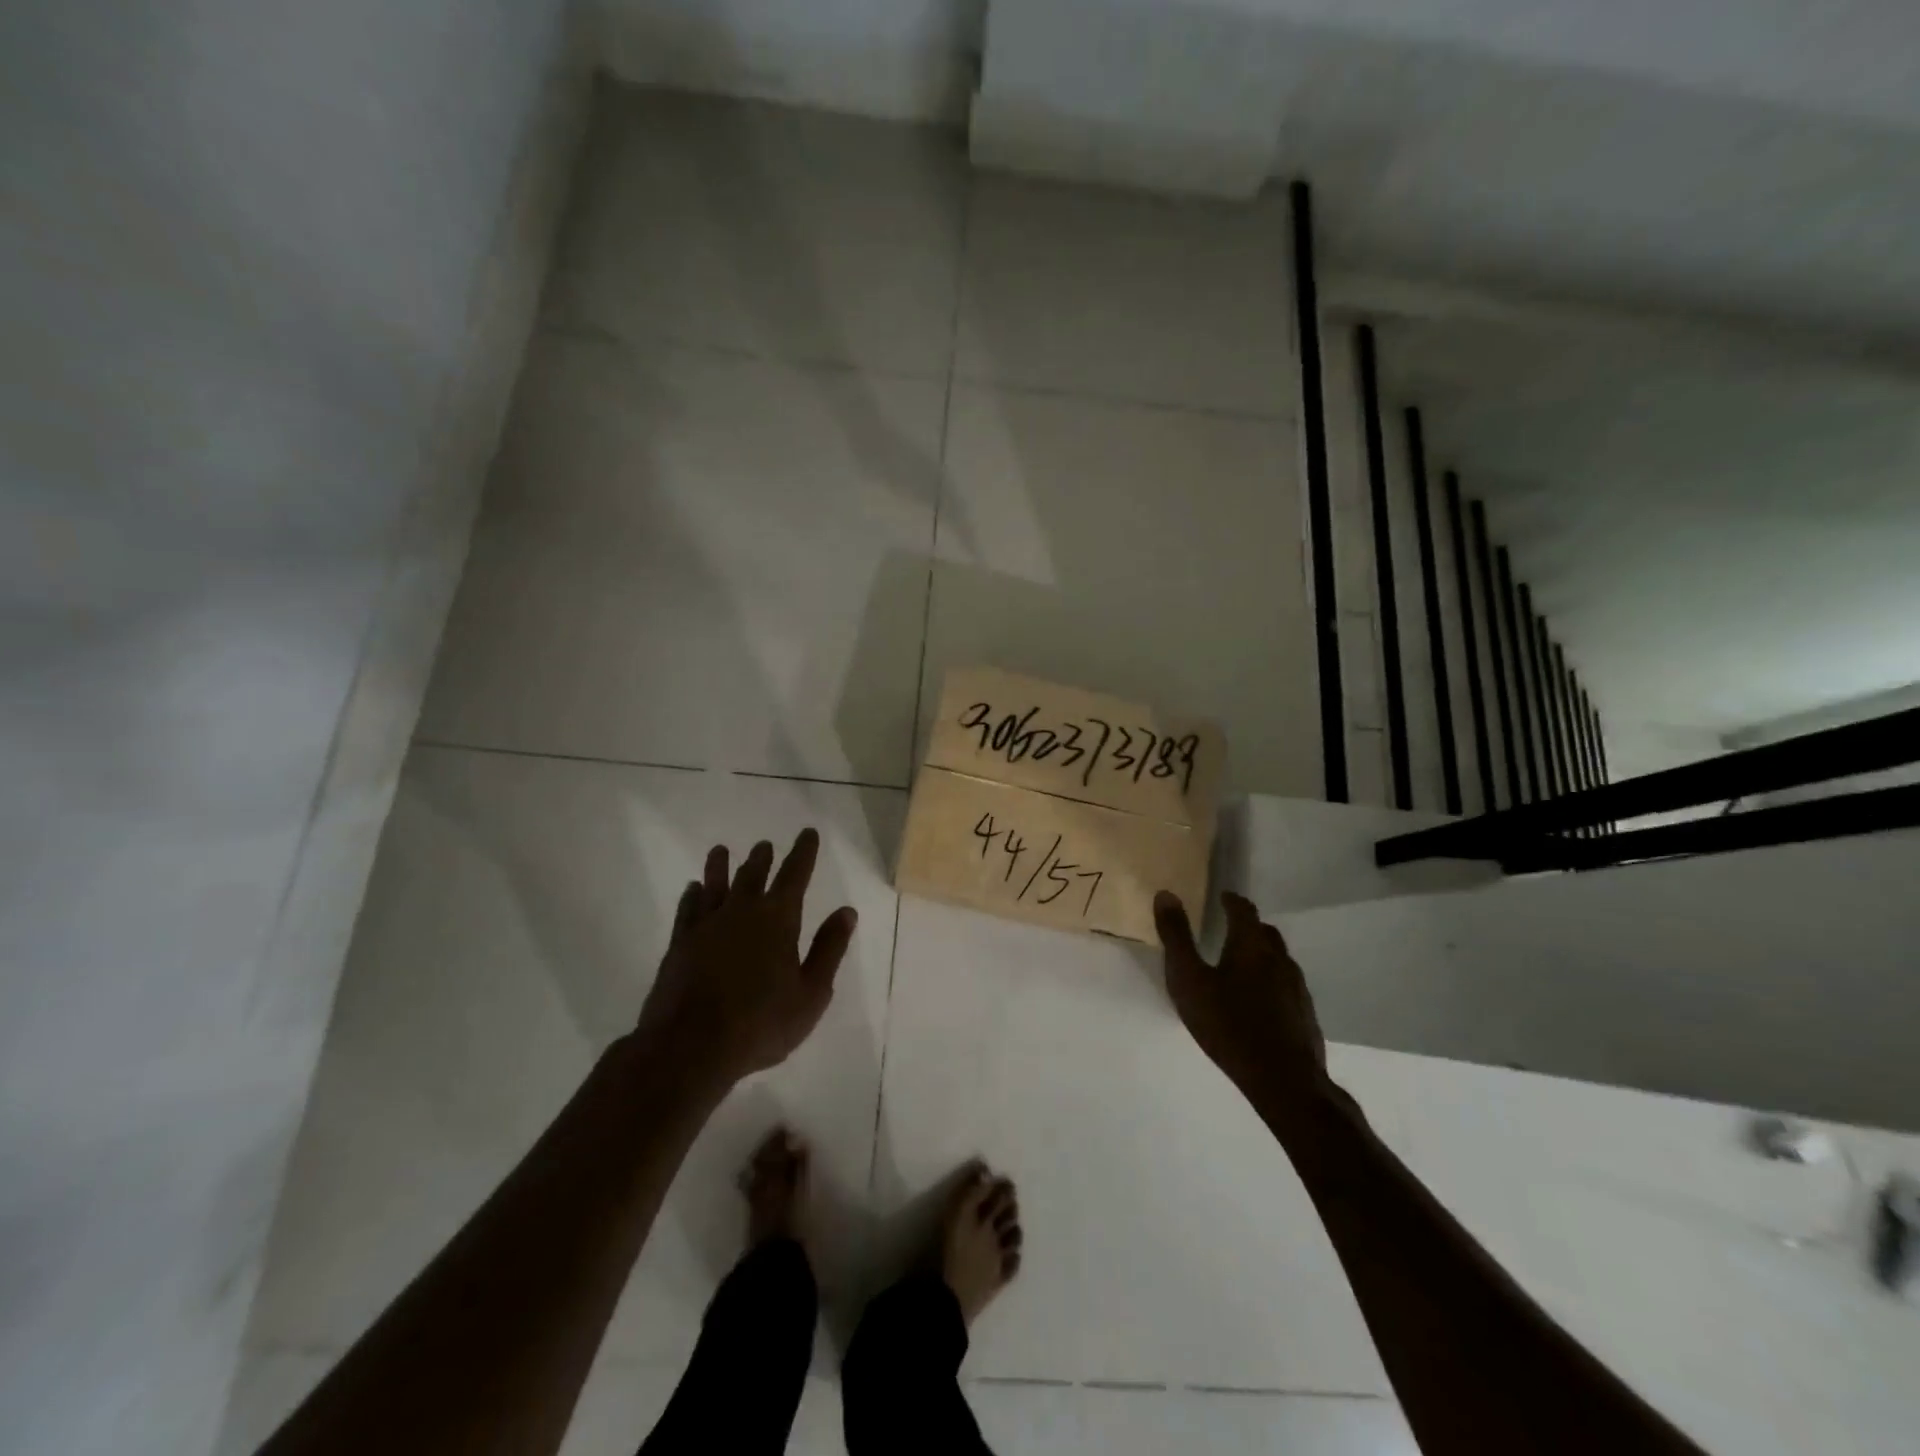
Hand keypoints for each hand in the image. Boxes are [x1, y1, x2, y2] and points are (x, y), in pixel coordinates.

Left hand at [635, 829, 856, 1090]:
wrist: (690, 1048)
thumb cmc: (761, 1023)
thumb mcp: (811, 993)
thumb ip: (829, 949)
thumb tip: (847, 911)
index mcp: (778, 918)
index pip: (795, 874)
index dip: (803, 852)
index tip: (807, 833)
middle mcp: (742, 911)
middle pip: (753, 875)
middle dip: (763, 858)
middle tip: (765, 845)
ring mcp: (707, 926)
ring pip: (715, 884)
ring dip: (720, 866)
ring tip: (721, 851)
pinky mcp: (680, 944)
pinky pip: (688, 909)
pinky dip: (692, 895)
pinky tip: (693, 889)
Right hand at [1153, 890, 1330, 1132]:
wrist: (1284, 1081)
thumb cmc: (1228, 1025)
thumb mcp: (1189, 980)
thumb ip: (1176, 937)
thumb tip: (1166, 894)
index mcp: (1251, 945)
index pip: (1243, 910)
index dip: (1231, 900)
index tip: (1222, 897)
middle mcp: (1279, 959)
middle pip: (1265, 932)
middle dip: (1247, 926)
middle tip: (1228, 929)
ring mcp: (1297, 988)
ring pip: (1279, 959)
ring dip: (1262, 954)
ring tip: (1241, 965)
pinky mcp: (1305, 1015)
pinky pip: (1287, 986)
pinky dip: (1272, 982)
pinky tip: (1259, 1001)